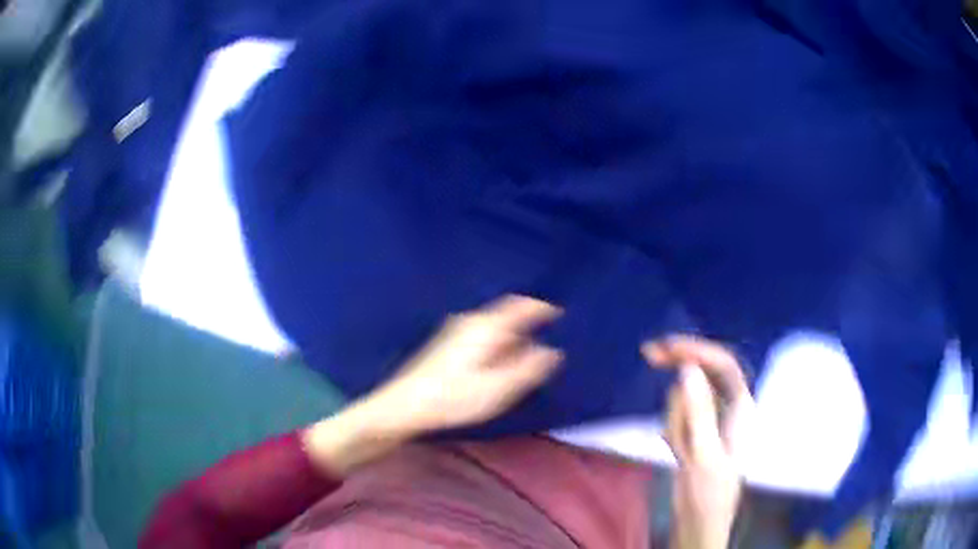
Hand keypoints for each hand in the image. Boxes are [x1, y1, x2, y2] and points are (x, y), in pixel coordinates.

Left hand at [375, 294, 563, 434]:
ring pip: (492, 324)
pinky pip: (481, 333)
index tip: (558, 312)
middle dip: (526, 322)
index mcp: (487, 327)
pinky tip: (496, 360)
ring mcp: (455, 331)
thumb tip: (552, 351)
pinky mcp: (446, 343)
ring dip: (511, 333)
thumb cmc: (454, 397)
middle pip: (505, 314)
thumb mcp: (499, 388)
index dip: (541, 308)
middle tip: (545, 334)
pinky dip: (497, 340)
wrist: (405, 404)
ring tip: (525, 350)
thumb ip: (528, 368)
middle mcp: (471, 321)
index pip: (520, 306)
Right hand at [643, 336, 753, 548]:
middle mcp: (728, 407)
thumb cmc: (709, 493)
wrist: (697, 522)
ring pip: (685, 397)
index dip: (699, 349)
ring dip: (677, 419)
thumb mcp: (705, 455)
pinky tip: (679, 453)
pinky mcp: (694, 431)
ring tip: (683, 452)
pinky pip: (677, 416)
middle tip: (649, 352)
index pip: (723, 365)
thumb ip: (699, 412)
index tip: (668, 346)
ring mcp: (709, 419)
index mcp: (742, 408)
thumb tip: (688, 369)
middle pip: (704, 371)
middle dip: (680, 363)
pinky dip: (673, 429)